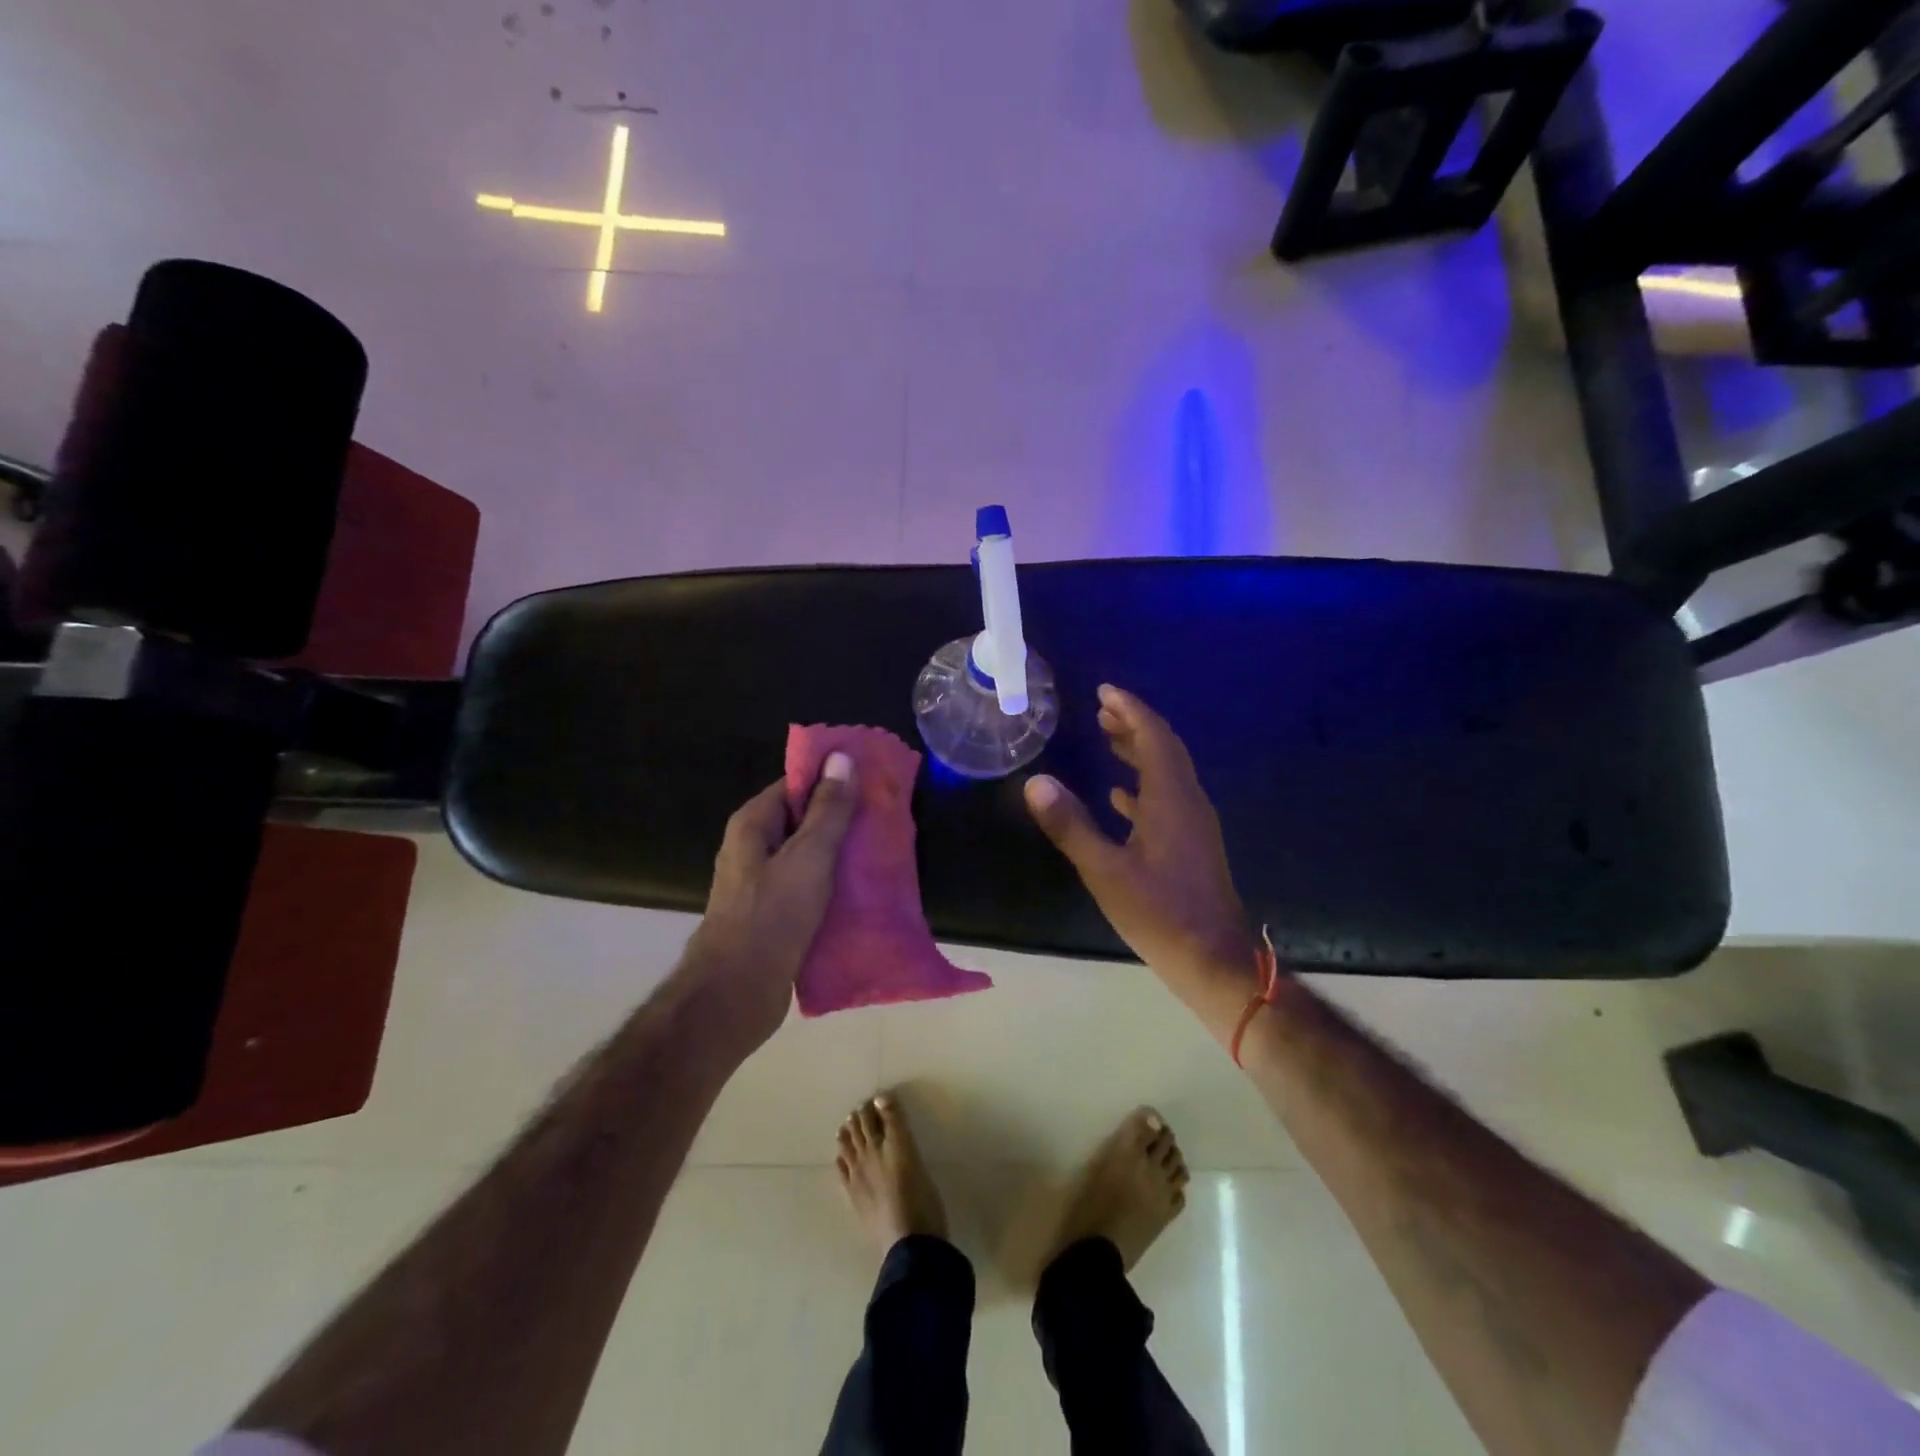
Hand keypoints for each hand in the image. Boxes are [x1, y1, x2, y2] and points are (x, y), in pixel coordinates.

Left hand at [683, 752, 857, 1050]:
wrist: (736, 994)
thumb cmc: (771, 916)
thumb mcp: (809, 856)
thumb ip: (828, 809)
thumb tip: (842, 757)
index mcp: (754, 824)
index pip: (795, 784)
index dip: (832, 779)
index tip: (872, 780)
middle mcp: (753, 848)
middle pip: (803, 820)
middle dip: (843, 818)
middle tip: (886, 817)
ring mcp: (762, 884)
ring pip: (809, 857)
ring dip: (841, 855)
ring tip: (883, 851)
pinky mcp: (775, 915)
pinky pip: (809, 888)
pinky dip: (834, 886)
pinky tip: (865, 890)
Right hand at [1025, 685, 1262, 1039]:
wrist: (1213, 960)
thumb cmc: (1159, 913)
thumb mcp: (1106, 871)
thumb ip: (1070, 825)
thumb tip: (1035, 783)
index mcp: (1171, 799)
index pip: (1154, 737)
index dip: (1130, 710)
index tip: (1105, 691)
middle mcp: (1188, 802)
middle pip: (1164, 748)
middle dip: (1134, 724)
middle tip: (1102, 708)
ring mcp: (1193, 824)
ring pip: (1166, 772)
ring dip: (1139, 750)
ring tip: (1108, 736)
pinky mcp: (1191, 844)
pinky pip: (1166, 798)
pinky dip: (1143, 784)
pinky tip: (1120, 794)